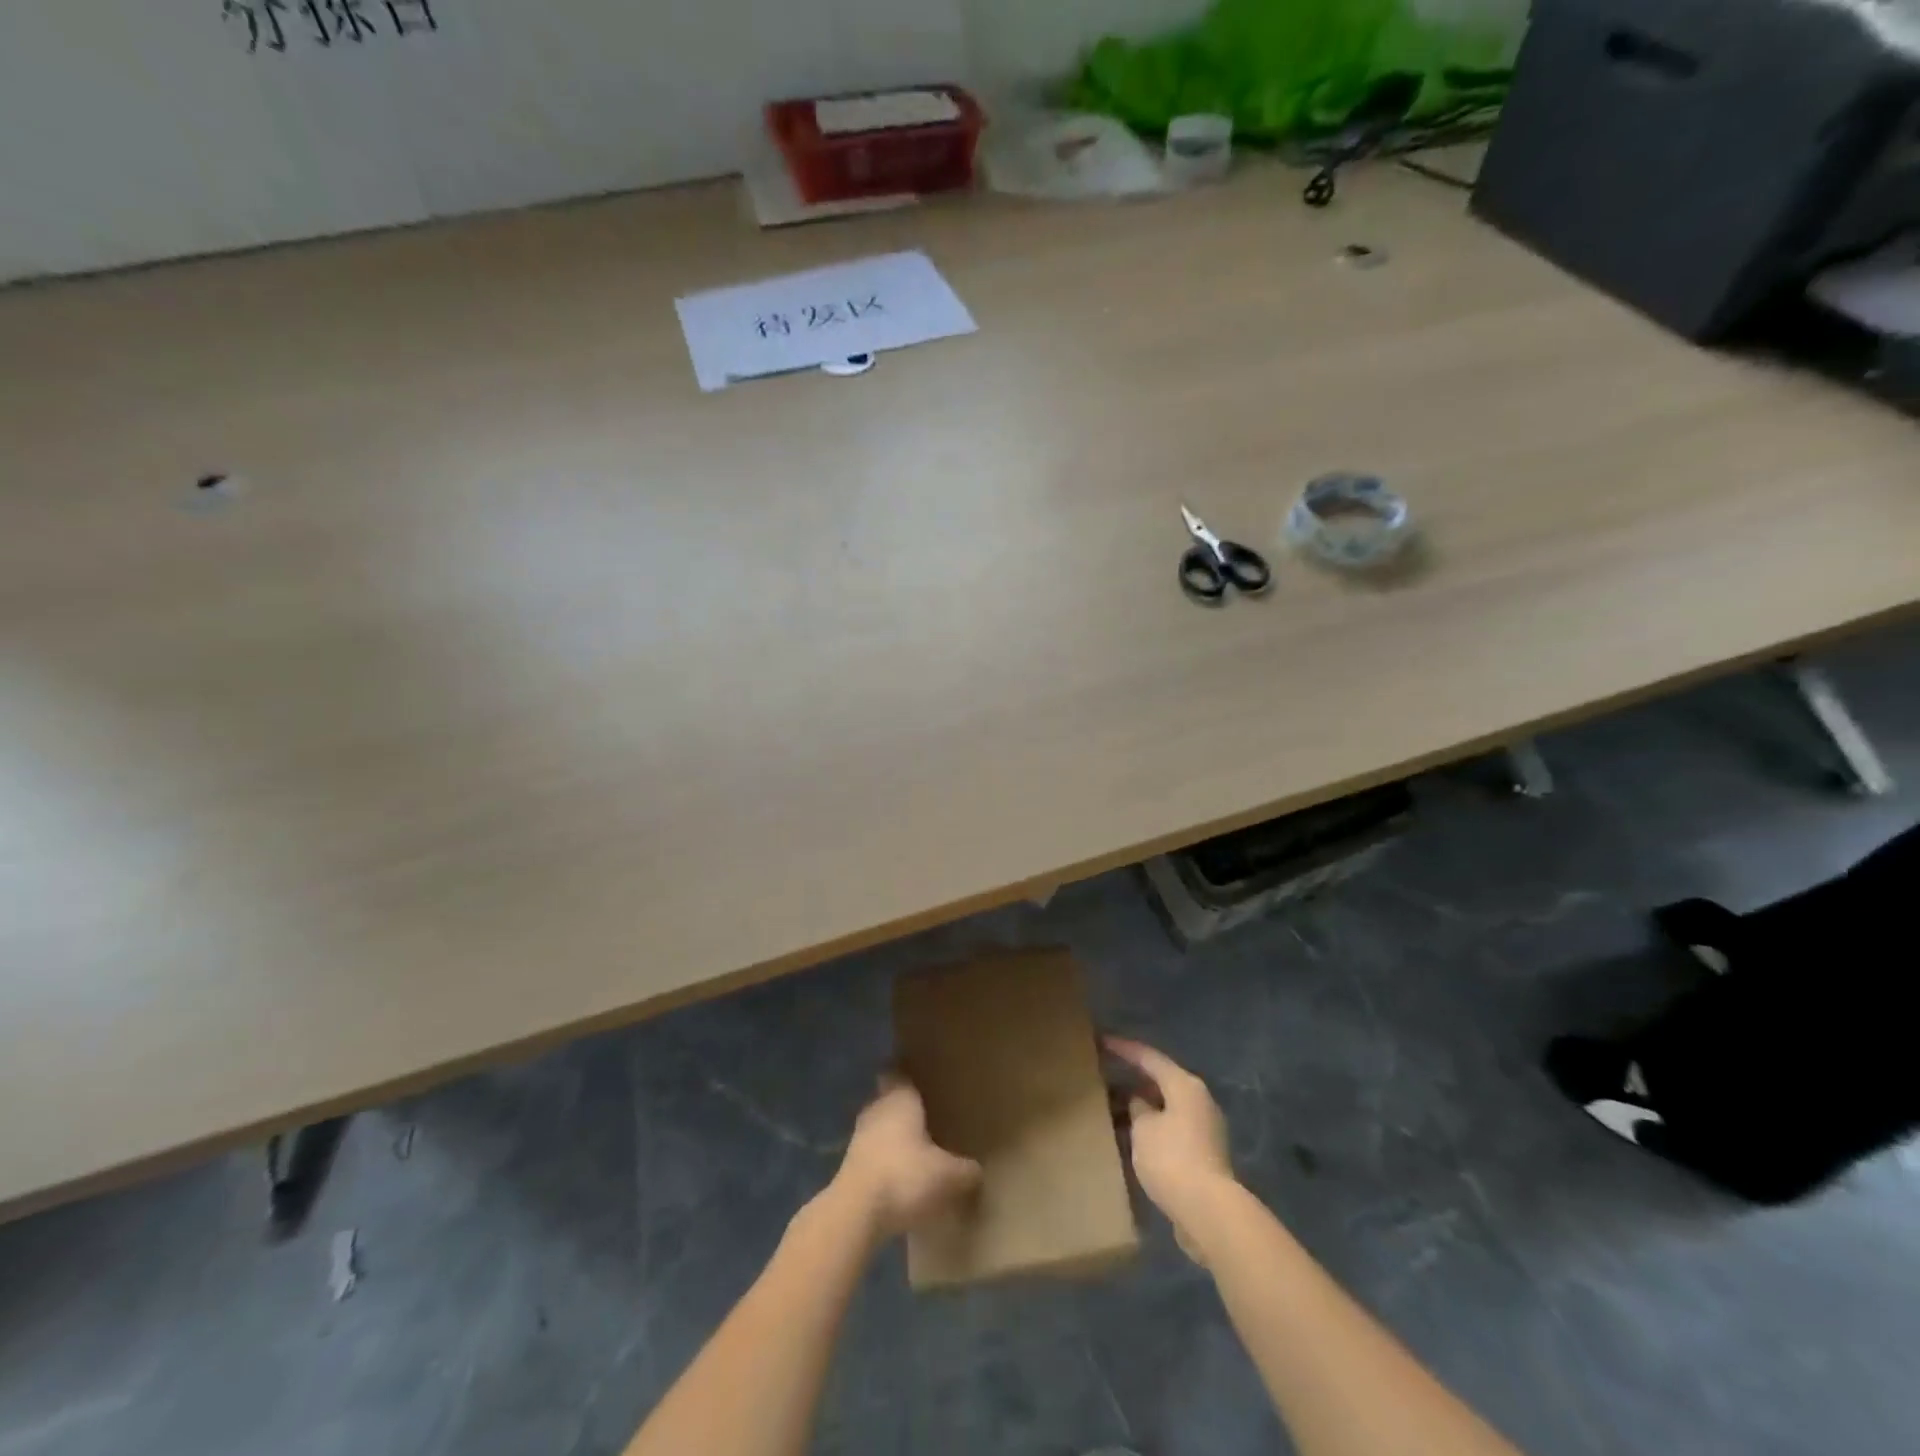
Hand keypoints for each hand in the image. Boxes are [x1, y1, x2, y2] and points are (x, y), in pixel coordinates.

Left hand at [829, 1075, 981, 1241]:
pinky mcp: (850, 1166)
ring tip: (917, 1149)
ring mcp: (859, 1138)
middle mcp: (877, 1109)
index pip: (899, 1072)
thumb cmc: (905, 1176)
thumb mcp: (948, 1176)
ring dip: (893, 1136)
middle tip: (928, 1114)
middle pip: (889, 1099)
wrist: (855, 1213)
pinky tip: (901, 1177)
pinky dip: (885, 1161)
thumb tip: (976, 1171)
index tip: (923, 1077)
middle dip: (905, 1107)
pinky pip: (872, 1154)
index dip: (909, 1073)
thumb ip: (965, 1170)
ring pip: (880, 1127)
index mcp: (900, 1098)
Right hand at [1105, 1036, 1234, 1257]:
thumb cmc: (1172, 1158)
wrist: (1209, 1212)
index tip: (1101, 1041)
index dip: (1124, 1048)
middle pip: (1161, 1082)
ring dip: (1141, 1109)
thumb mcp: (1143, 1127)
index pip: (1149, 1058)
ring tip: (1112, 1110)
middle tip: (1104, 1077)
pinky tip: (1131, 1139)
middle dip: (1132, 1081)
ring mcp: (1204, 1129)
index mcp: (1184, 1085)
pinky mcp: (1203, 1155)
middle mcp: (1199, 1101)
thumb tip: (1140, 1103)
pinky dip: (1151, 1130)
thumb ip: (1137, 1108)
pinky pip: (1171, 1131)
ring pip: (1165, 1109)